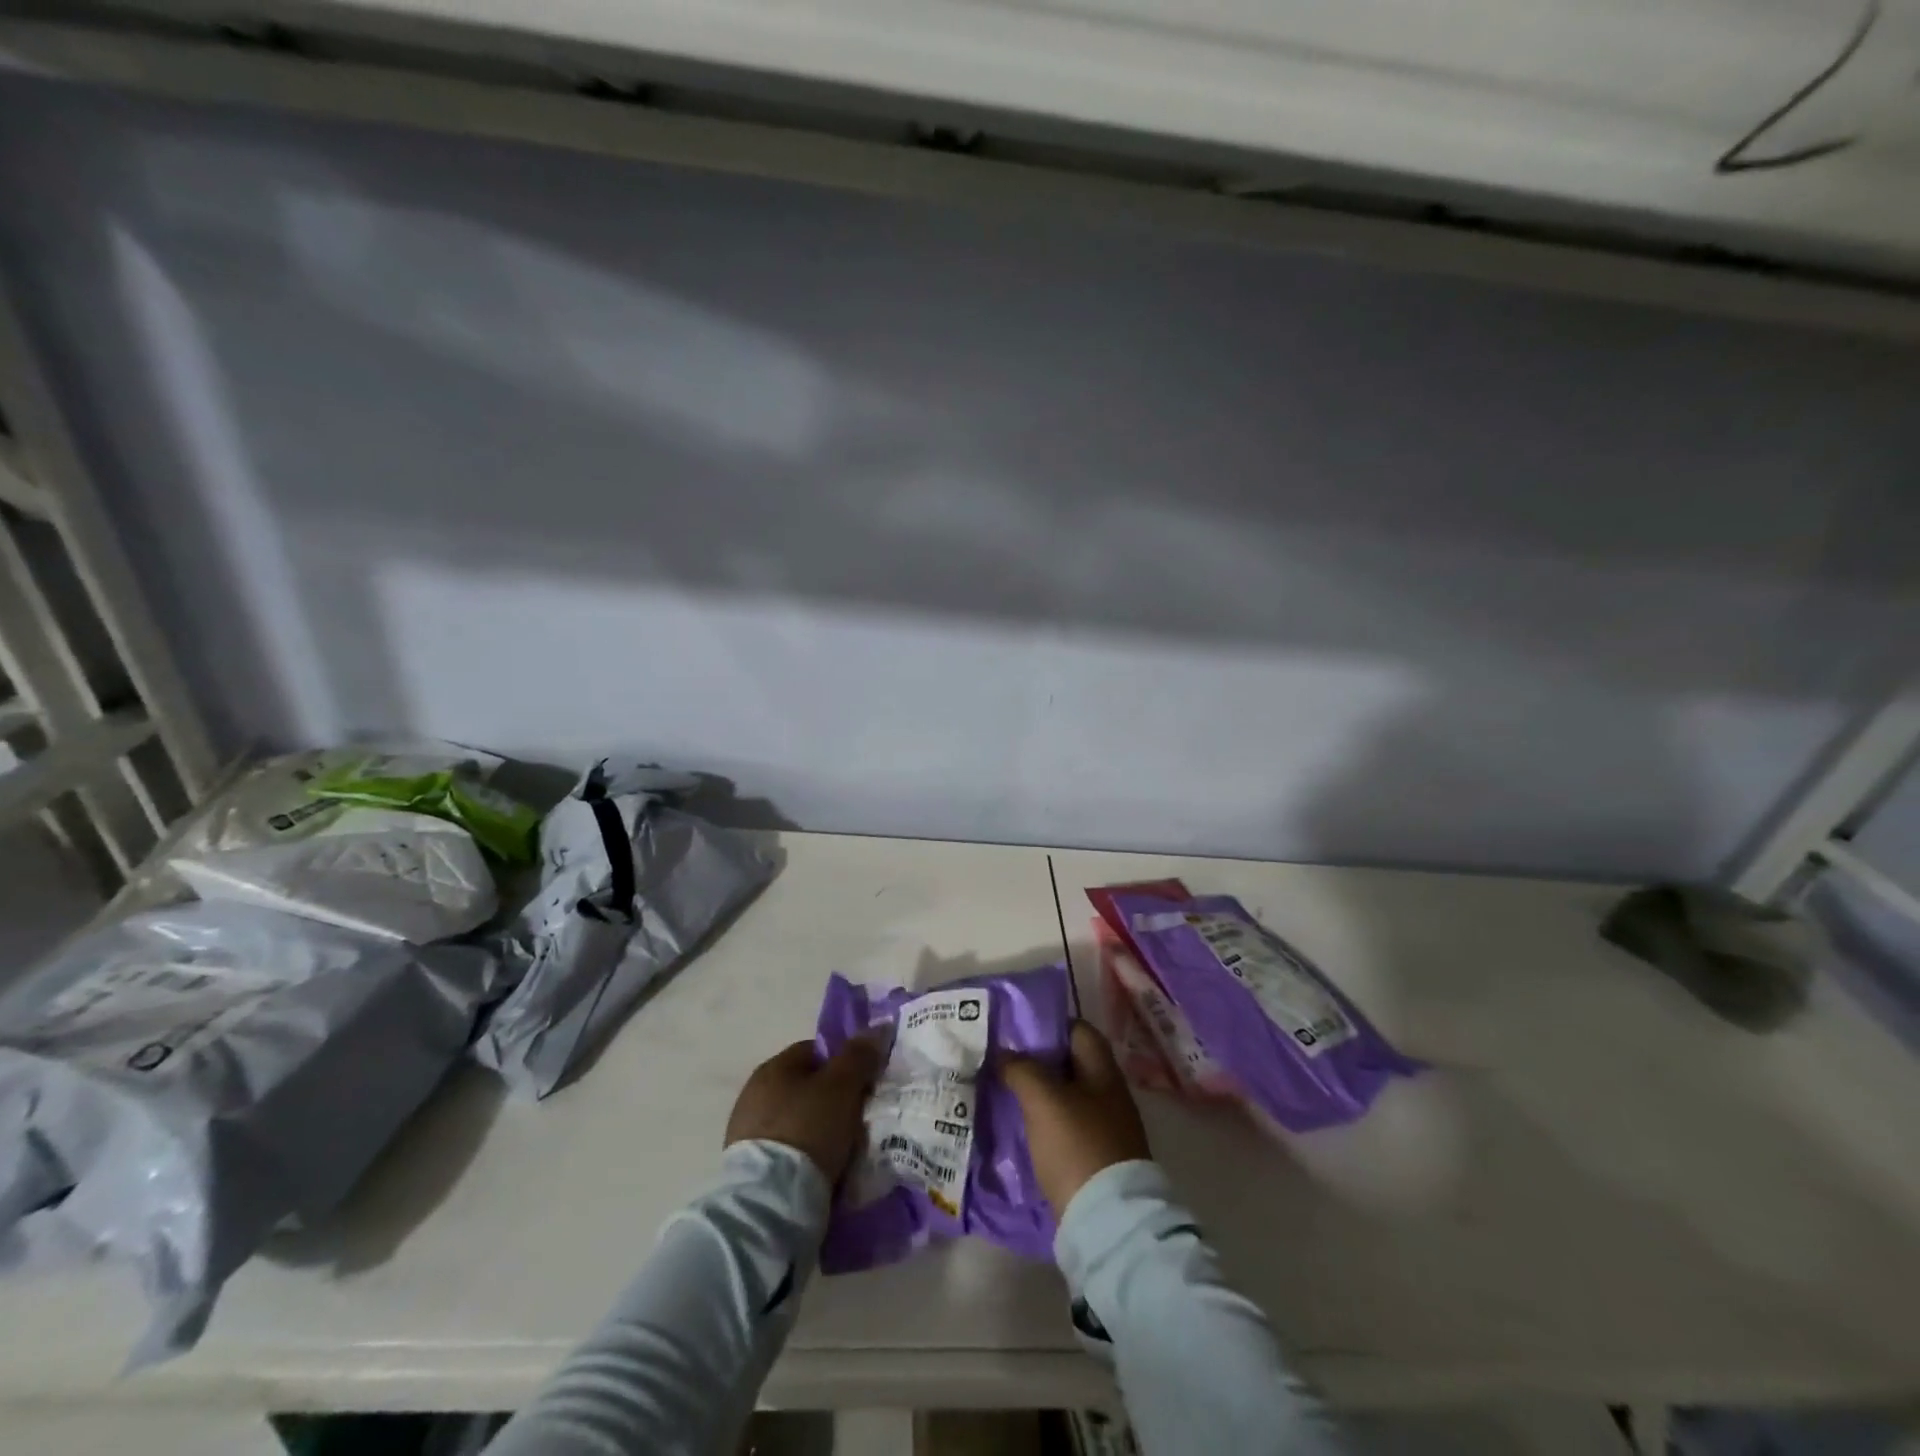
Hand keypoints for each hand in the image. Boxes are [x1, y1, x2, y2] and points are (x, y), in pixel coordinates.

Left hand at [726, 1038, 883, 1183]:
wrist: (770, 1203)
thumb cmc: (808, 1129)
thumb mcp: (842, 1086)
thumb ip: (859, 1055)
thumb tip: (877, 1028)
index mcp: (773, 1068)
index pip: (815, 1051)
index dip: (844, 1063)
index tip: (865, 1085)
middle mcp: (754, 1094)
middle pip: (806, 1087)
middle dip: (832, 1099)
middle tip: (858, 1118)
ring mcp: (747, 1133)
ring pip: (797, 1120)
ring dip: (819, 1129)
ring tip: (844, 1150)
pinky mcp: (748, 1169)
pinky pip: (787, 1151)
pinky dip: (804, 1155)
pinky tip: (822, 1170)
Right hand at [1003, 1020, 1151, 1216]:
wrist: (1107, 1221)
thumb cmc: (1077, 1145)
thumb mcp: (1043, 1099)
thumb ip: (1021, 1069)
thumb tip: (1004, 1054)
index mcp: (1103, 1071)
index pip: (1078, 1030)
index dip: (1049, 1025)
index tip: (1016, 1029)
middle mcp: (1109, 1094)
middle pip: (1071, 1065)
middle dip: (1038, 1062)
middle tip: (1002, 1061)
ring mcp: (1105, 1129)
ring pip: (1067, 1098)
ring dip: (1039, 1095)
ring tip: (1004, 1093)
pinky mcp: (1096, 1159)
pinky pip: (1066, 1128)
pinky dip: (1045, 1124)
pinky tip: (1021, 1128)